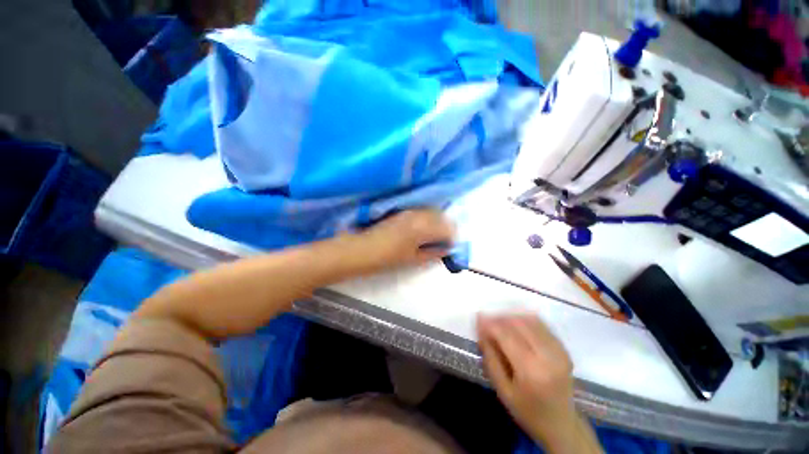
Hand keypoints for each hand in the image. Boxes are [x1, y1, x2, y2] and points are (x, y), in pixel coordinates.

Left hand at [353, 209, 454, 270]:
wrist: (361, 249)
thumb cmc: (387, 258)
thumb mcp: (413, 259)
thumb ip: (433, 253)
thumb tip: (446, 249)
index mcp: (423, 227)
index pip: (448, 228)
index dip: (451, 238)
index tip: (448, 246)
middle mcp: (418, 214)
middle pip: (442, 216)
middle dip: (445, 228)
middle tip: (442, 241)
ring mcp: (409, 210)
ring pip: (431, 212)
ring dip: (436, 222)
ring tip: (431, 235)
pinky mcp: (401, 210)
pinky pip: (421, 211)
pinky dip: (426, 219)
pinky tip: (420, 229)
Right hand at [477, 314, 579, 447]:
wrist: (561, 424)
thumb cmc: (527, 411)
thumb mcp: (502, 390)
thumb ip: (490, 358)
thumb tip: (481, 330)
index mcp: (531, 371)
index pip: (507, 336)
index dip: (490, 324)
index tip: (478, 318)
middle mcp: (548, 357)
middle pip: (519, 324)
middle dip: (500, 318)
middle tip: (487, 321)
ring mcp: (559, 351)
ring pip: (530, 320)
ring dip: (512, 317)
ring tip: (500, 323)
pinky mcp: (564, 348)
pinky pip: (541, 325)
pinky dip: (525, 320)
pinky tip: (516, 326)